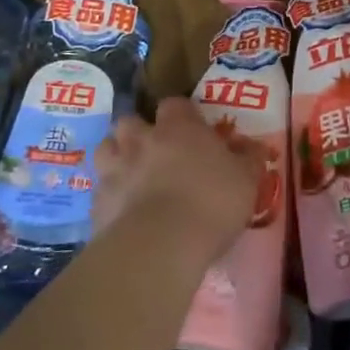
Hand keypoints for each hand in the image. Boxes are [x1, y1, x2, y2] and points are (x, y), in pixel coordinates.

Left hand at [93, 98, 263, 270]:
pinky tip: (123, 211)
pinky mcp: (97, 202)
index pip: (174, 104)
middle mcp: (141, 139)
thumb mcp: (246, 180)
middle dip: (140, 133)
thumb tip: (252, 146)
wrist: (160, 245)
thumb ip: (248, 159)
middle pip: (130, 121)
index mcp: (178, 128)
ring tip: (133, 176)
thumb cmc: (211, 202)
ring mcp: (114, 169)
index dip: (182, 115)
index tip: (193, 131)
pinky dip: (110, 194)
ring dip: (118, 157)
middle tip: (157, 153)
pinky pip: (100, 188)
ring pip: (106, 149)